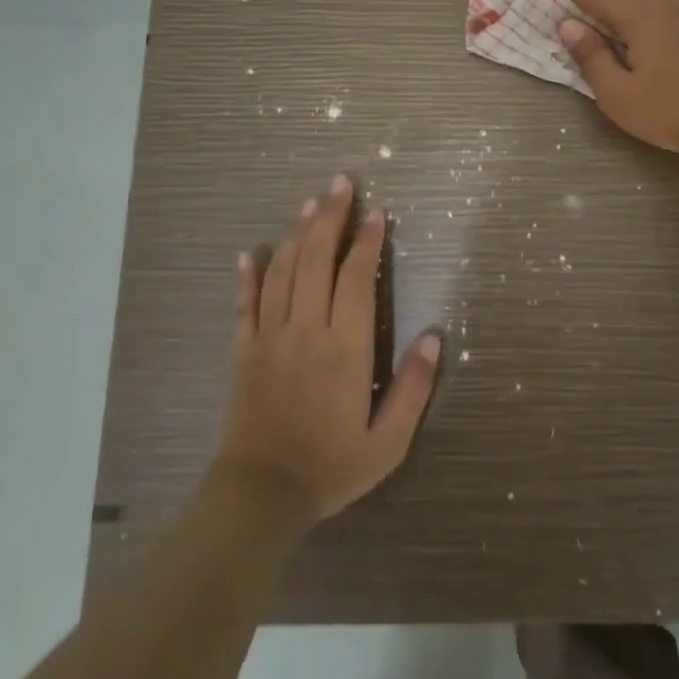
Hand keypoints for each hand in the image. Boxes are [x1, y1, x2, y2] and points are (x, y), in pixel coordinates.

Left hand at [212, 175, 441, 525]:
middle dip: (331, 216)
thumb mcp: (387, 441)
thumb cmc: (330, 467)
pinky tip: (252, 250)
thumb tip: (434, 337)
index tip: (378, 213)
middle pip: (318, 259)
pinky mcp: (244, 350)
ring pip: (284, 271)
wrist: (260, 496)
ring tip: (310, 202)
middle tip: (341, 182)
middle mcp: (306, 329)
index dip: (368, 241)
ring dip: (298, 232)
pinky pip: (245, 303)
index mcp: (345, 347)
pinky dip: (248, 274)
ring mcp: (270, 336)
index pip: (357, 278)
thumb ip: (414, 388)